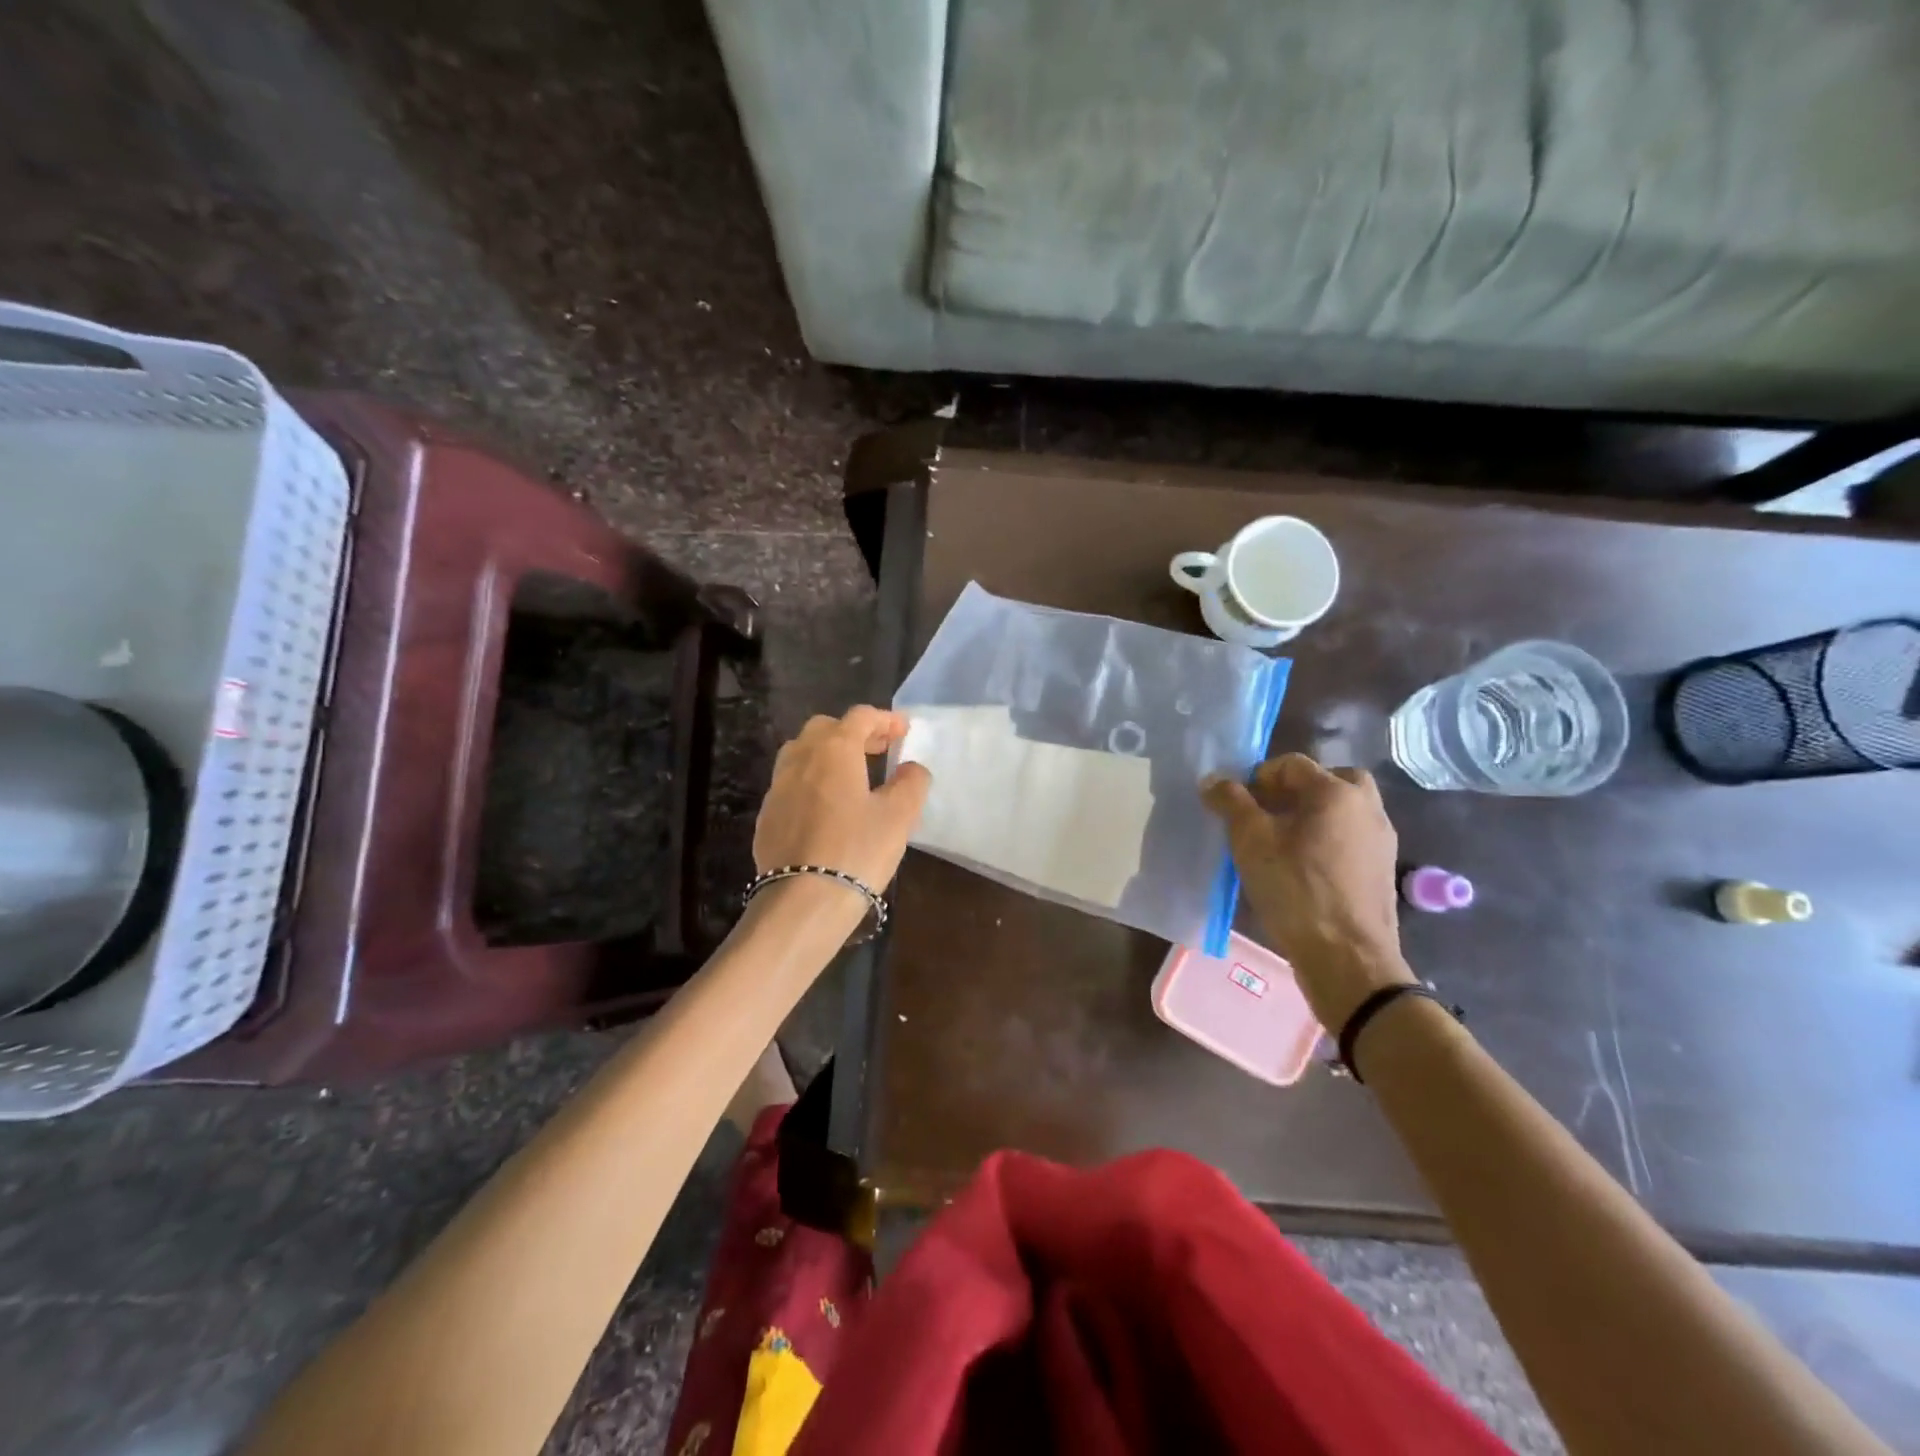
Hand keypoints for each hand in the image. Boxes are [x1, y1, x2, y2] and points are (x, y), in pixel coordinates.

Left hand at [753, 707, 931, 891]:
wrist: (803, 902)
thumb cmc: (857, 850)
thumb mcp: (899, 816)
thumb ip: (911, 783)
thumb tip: (910, 769)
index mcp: (834, 750)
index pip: (860, 717)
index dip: (885, 719)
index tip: (904, 730)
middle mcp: (800, 759)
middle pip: (825, 728)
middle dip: (854, 732)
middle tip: (879, 750)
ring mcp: (778, 787)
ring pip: (802, 753)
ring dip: (828, 754)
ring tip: (852, 776)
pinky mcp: (767, 816)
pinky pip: (792, 784)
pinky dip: (812, 781)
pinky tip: (828, 808)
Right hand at [1202, 754, 1414, 1029]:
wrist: (1347, 957)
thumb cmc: (1296, 890)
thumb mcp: (1250, 841)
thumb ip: (1231, 803)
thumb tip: (1213, 780)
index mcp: (1336, 792)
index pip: (1291, 764)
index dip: (1257, 777)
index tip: (1237, 805)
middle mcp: (1366, 807)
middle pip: (1327, 781)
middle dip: (1293, 791)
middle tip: (1266, 814)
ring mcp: (1380, 839)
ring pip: (1341, 810)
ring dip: (1312, 815)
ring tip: (1280, 842)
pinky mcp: (1382, 869)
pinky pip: (1350, 837)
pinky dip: (1327, 839)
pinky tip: (1303, 866)